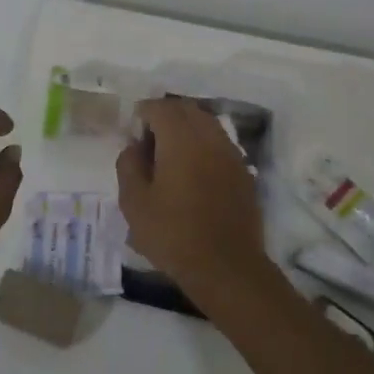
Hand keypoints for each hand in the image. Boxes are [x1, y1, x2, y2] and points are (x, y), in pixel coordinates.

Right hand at [115, 98, 275, 310]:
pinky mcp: (244, 171)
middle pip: (187, 110)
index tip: (132, 130)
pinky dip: (204, 145)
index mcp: (181, 138)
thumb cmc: (173, 234)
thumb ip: (129, 165)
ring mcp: (231, 153)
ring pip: (207, 124)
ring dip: (187, 129)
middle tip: (149, 139)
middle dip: (166, 116)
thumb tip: (135, 146)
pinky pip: (220, 144)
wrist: (225, 266)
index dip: (143, 113)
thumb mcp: (134, 203)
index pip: (161, 107)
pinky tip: (193, 172)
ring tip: (170, 155)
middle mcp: (210, 136)